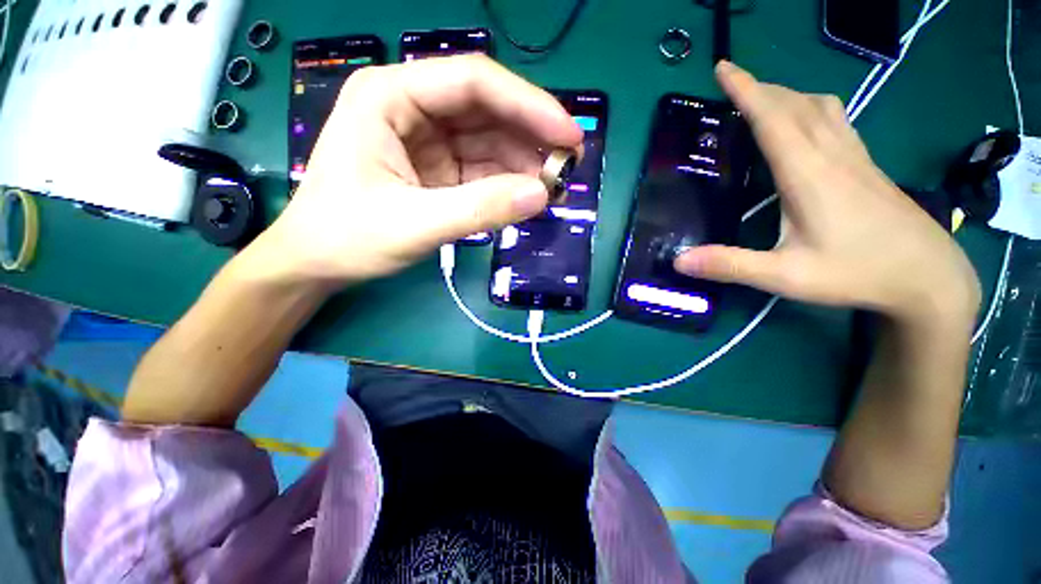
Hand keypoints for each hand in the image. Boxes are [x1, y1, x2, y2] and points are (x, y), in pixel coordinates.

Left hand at [257, 55, 581, 285]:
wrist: (317, 262)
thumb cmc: (347, 237)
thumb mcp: (413, 224)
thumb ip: (479, 209)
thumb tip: (541, 196)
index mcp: (391, 97)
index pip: (474, 82)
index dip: (529, 105)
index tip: (569, 136)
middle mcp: (412, 108)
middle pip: (487, 109)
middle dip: (531, 136)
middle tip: (569, 166)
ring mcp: (427, 139)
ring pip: (489, 140)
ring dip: (524, 162)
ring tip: (554, 188)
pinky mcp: (437, 168)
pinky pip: (482, 167)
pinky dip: (508, 181)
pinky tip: (527, 196)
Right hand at [675, 62, 979, 326]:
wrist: (930, 277)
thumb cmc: (858, 274)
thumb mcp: (786, 277)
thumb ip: (731, 265)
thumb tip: (679, 260)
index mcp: (809, 174)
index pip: (772, 118)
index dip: (745, 90)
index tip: (723, 67)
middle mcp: (833, 155)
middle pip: (795, 104)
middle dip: (761, 88)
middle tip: (732, 87)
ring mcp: (855, 157)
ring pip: (820, 106)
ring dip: (788, 95)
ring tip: (764, 100)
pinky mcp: (867, 166)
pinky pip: (836, 120)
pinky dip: (812, 108)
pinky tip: (806, 123)